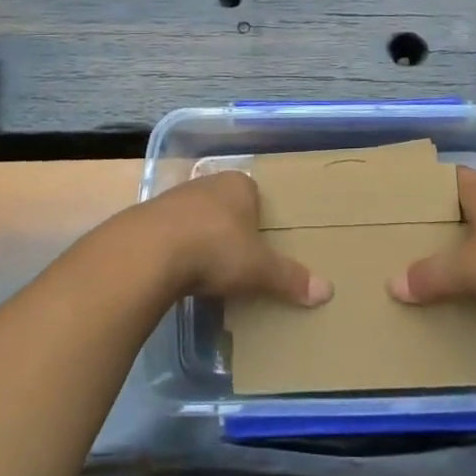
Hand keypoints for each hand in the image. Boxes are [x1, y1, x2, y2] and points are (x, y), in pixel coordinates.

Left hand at [137, 172, 333, 306]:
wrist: (148, 253)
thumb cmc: (215, 249)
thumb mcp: (258, 268)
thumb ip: (290, 278)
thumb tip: (328, 291)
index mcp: (238, 184)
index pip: (255, 195)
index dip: (259, 219)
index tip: (261, 245)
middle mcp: (206, 183)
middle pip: (226, 206)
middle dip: (230, 230)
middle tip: (238, 261)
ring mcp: (174, 198)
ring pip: (196, 218)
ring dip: (201, 240)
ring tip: (208, 272)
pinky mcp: (147, 219)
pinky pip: (171, 234)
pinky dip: (176, 251)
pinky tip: (178, 274)